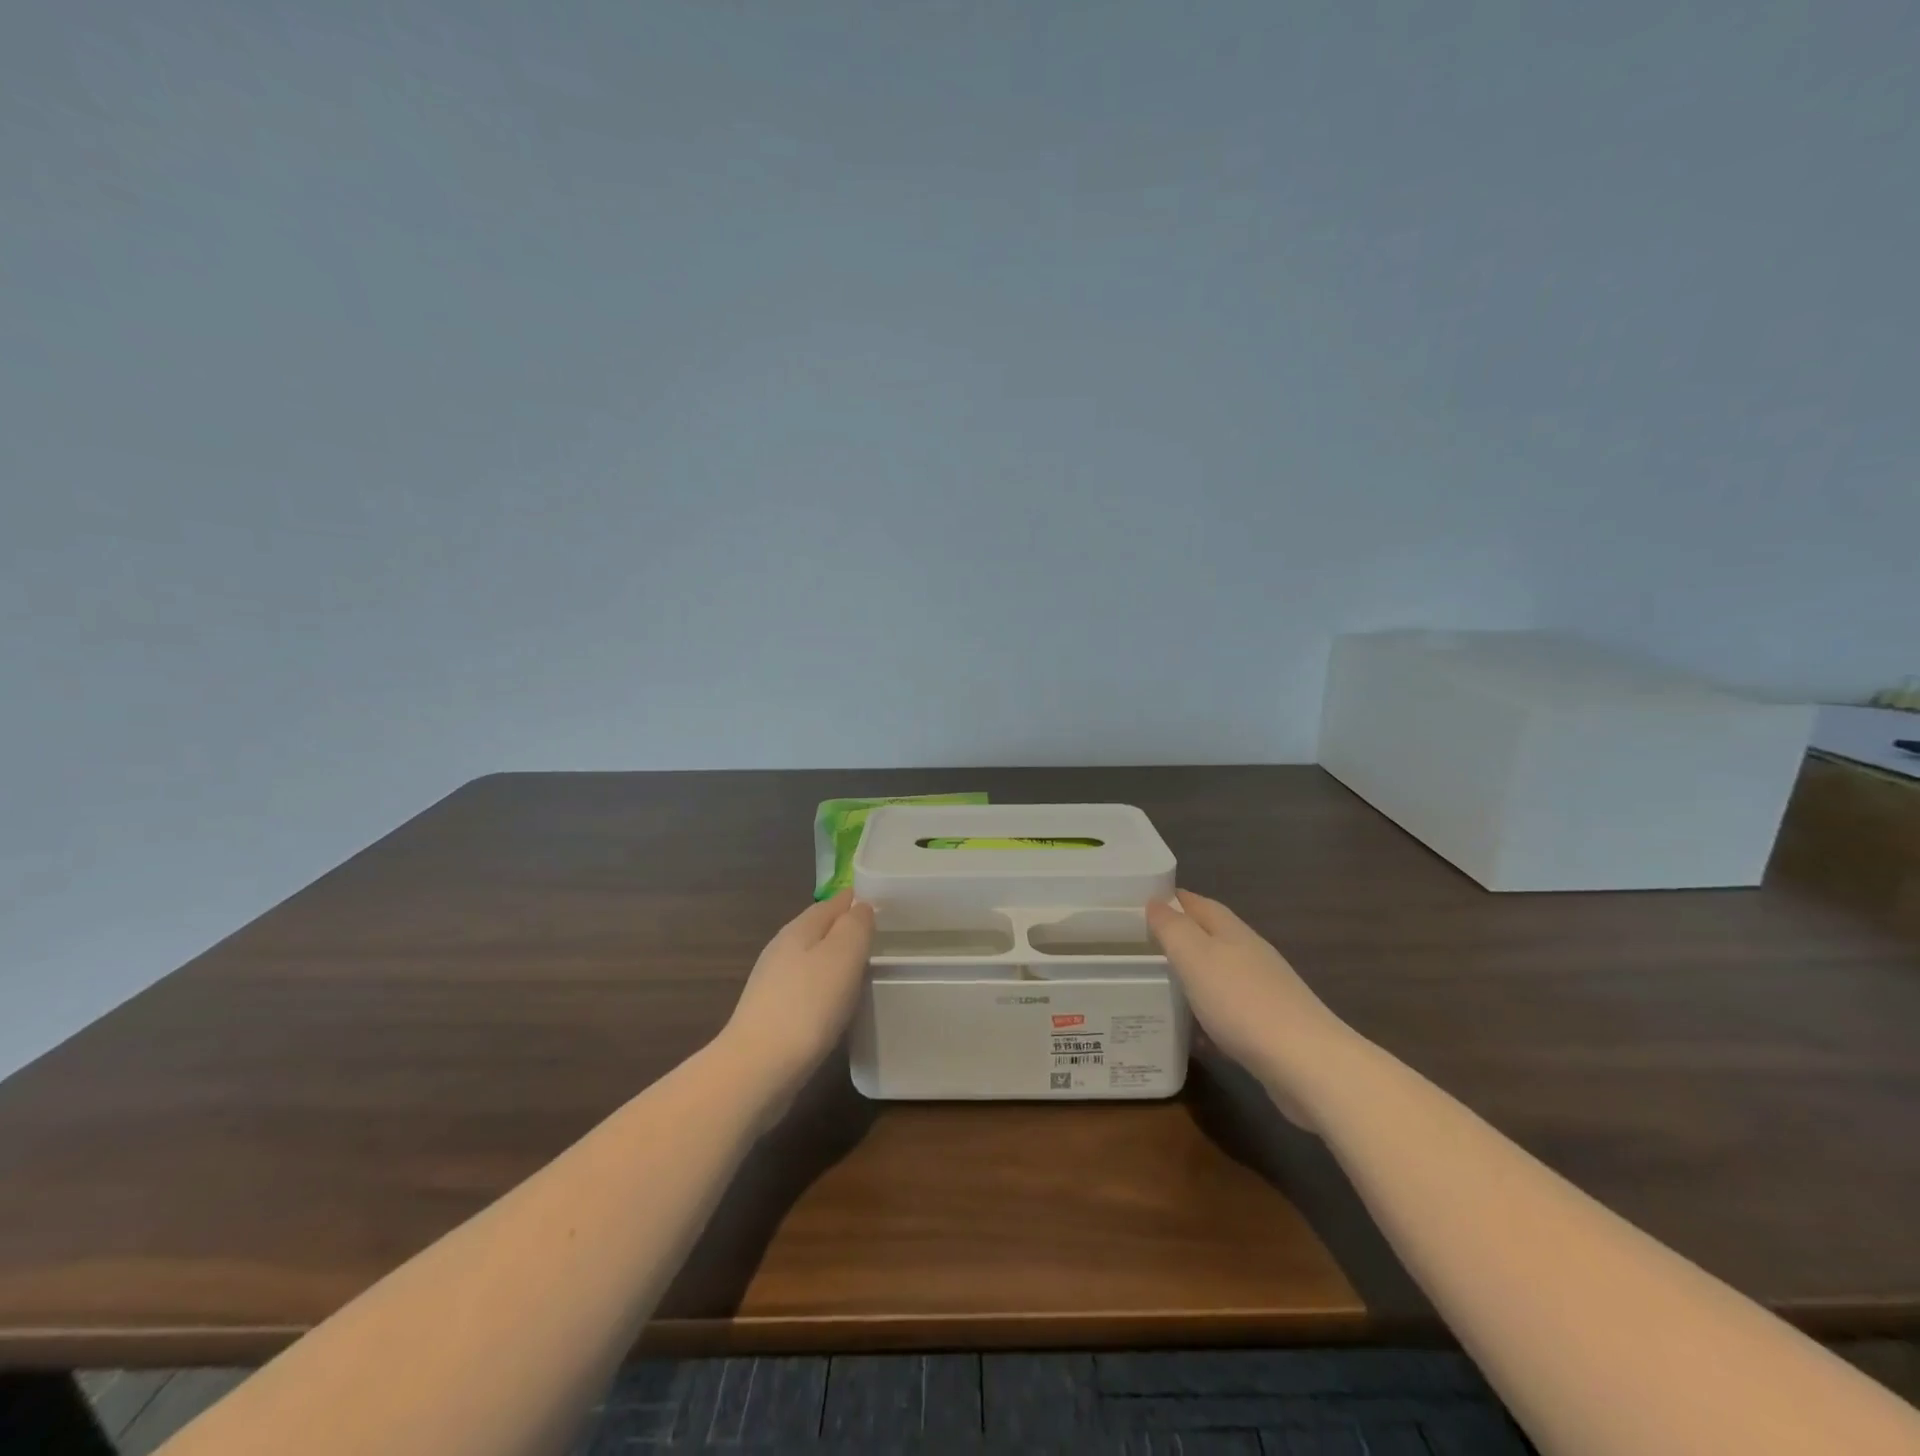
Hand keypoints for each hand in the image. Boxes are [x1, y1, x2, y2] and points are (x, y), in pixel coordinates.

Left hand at [721, 891, 875, 1106]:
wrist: (758, 1069)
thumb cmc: (808, 1005)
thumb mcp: (843, 955)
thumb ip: (855, 925)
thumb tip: (861, 906)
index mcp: (799, 929)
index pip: (833, 902)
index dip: (857, 900)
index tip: (886, 905)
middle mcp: (781, 949)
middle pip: (820, 930)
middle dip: (846, 931)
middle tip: (880, 938)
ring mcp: (772, 983)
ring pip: (812, 960)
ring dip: (835, 961)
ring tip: (864, 970)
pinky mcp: (771, 1015)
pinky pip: (806, 989)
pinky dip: (825, 989)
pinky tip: (837, 1005)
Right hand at [1146, 890, 1353, 1126]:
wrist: (1306, 1064)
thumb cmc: (1242, 1001)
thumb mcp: (1195, 956)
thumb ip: (1172, 928)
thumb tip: (1156, 902)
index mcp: (1231, 931)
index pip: (1198, 904)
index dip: (1172, 900)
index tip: (1142, 903)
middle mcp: (1250, 954)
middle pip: (1210, 937)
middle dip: (1180, 938)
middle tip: (1143, 947)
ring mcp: (1263, 990)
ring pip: (1219, 975)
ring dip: (1194, 977)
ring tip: (1161, 988)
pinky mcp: (1269, 1026)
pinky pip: (1229, 1012)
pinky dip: (1209, 1017)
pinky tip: (1195, 1037)